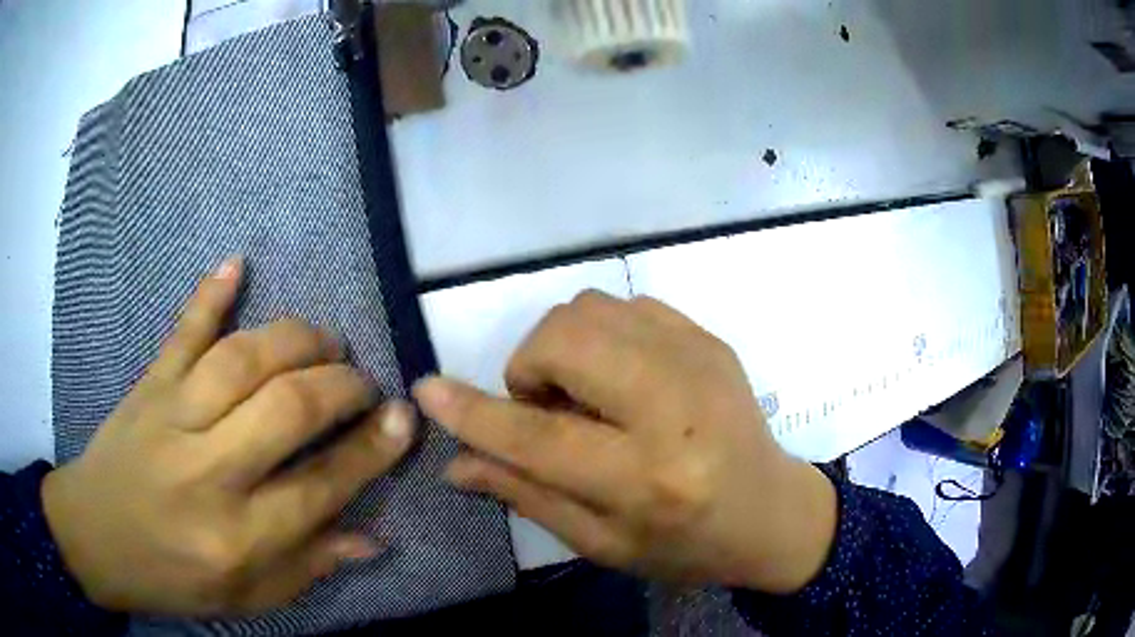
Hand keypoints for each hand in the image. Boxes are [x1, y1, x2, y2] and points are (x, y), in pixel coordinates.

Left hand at [42, 257, 415, 616]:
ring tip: (325, 341)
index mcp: (238, 537)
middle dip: (341, 385)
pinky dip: (210, 293)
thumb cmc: (174, 578)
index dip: (371, 450)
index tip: (404, 419)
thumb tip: (371, 537)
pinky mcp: (148, 385)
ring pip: (243, 358)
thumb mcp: (248, 597)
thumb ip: (309, 566)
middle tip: (363, 381)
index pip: (321, 486)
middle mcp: (208, 471)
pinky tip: (238, 262)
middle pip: (287, 408)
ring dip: (296, 339)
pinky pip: (182, 331)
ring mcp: (172, 417)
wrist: (96, 538)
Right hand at [415, 291, 836, 593]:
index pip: (538, 438)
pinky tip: (620, 377)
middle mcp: (675, 409)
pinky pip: (626, 307)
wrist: (771, 511)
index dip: (473, 413)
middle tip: (545, 407)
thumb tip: (456, 462)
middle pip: (566, 341)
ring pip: (591, 309)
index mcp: (647, 480)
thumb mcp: (601, 542)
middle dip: (530, 367)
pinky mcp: (709, 339)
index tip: (426, 389)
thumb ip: (526, 495)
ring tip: (584, 394)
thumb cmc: (684, 544)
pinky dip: (602, 336)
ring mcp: (699, 361)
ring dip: (563, 347)